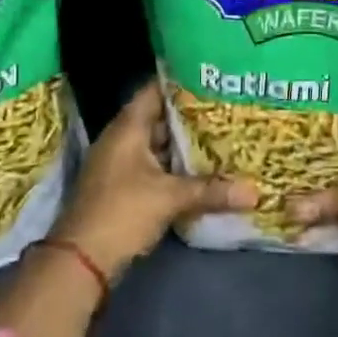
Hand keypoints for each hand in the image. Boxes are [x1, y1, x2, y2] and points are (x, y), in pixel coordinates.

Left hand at [50, 81, 256, 280]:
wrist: (81, 260)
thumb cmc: (122, 212)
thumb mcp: (170, 198)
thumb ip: (211, 190)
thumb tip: (256, 191)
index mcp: (127, 128)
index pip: (154, 91)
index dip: (180, 81)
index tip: (211, 76)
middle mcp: (122, 140)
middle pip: (160, 117)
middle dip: (191, 115)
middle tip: (227, 106)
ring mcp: (122, 165)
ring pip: (159, 145)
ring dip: (185, 143)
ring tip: (223, 133)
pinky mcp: (125, 188)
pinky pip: (156, 167)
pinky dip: (177, 166)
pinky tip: (204, 168)